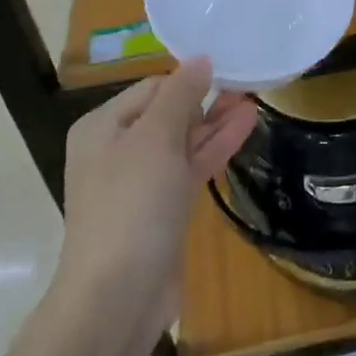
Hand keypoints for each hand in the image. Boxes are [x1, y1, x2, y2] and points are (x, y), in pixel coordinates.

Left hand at [58, 59, 257, 339]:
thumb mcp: (155, 139)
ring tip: (254, 99)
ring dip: (216, 122)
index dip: (189, 78)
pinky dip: (214, 149)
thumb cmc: (132, 205)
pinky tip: (244, 127)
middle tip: (248, 82)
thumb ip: (179, 95)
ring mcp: (140, 183)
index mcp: (102, 127)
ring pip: (183, 142)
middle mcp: (117, 150)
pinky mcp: (162, 209)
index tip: (228, 67)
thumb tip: (200, 59)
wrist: (119, 296)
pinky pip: (190, 168)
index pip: (152, 88)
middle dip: (206, 99)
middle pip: (167, 113)